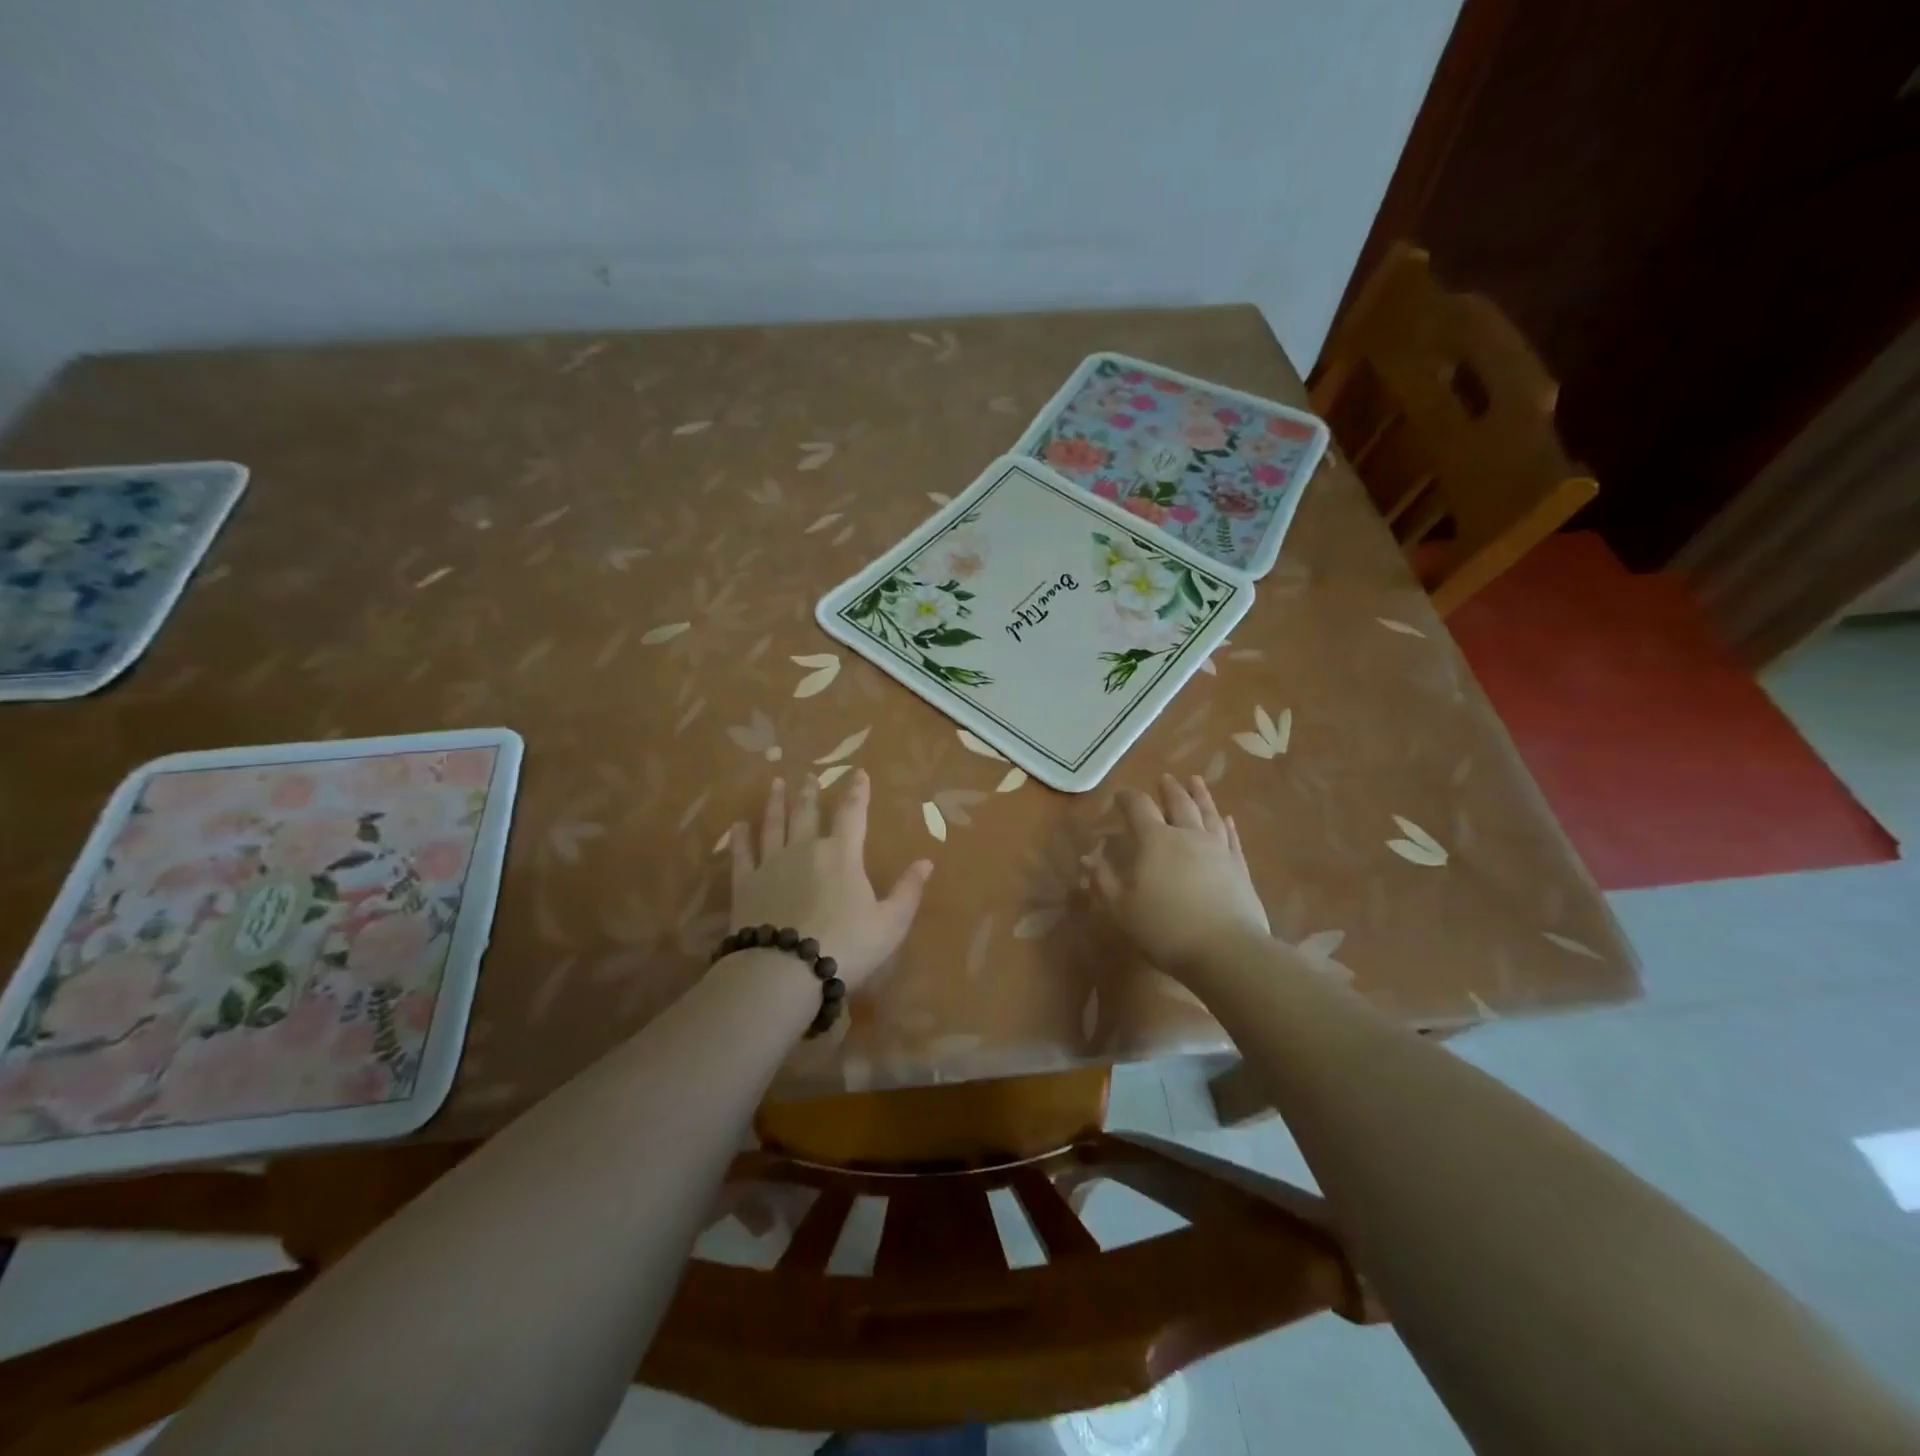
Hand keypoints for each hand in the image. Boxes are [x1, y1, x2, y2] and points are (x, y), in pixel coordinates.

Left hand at [725, 771, 932, 991]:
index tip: (859, 773)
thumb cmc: (846, 945)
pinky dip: (739, 838)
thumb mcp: (890, 923)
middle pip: (807, 813)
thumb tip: (926, 862)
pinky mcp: (745, 884)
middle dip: (810, 793)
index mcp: (842, 854)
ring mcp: (771, 864)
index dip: (858, 792)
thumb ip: (908, 891)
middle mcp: (805, 849)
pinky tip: (737, 826)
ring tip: (775, 784)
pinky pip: (742, 854)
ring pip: (773, 825)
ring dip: (775, 803)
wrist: (785, 970)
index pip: (852, 814)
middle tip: (808, 775)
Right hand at [1086, 774, 1269, 978]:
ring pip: (1209, 814)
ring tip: (1196, 781)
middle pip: (1179, 803)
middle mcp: (1188, 836)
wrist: (1226, 951)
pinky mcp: (1239, 867)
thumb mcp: (1122, 909)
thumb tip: (1088, 858)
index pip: (1139, 808)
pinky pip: (1232, 838)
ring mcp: (1218, 850)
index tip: (1120, 795)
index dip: (1128, 798)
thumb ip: (1103, 880)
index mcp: (1155, 841)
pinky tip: (1227, 819)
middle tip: (1165, 779)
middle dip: (1169, 790)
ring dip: (1201, 796)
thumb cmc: (1165, 929)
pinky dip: (1227, 825)